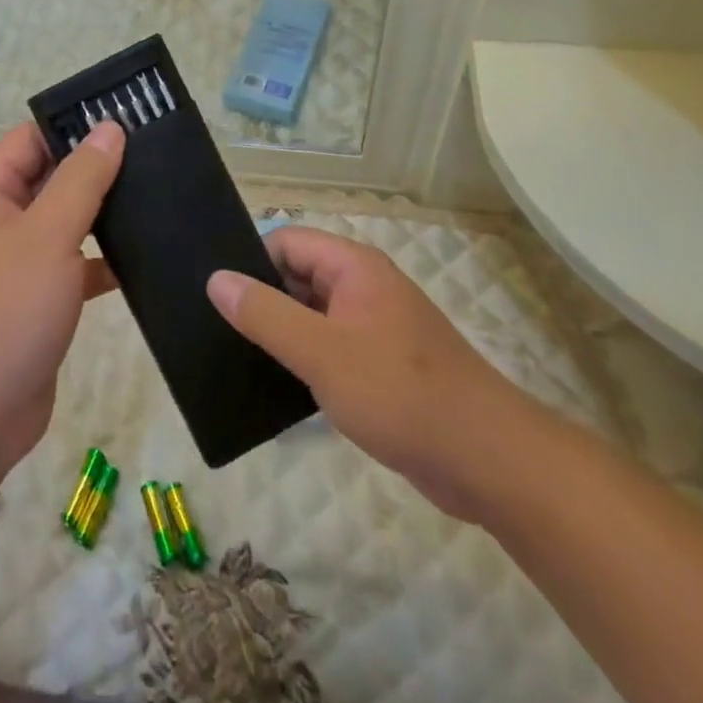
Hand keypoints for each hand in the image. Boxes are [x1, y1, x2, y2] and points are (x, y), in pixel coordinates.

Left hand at [0, 124, 122, 494]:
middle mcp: (1, 221)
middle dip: (97, 166)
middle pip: (52, 177)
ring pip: (67, 220)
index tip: (125, 117)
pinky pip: (76, 263)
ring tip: (158, 193)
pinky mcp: (41, 299)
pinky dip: (105, 259)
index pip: (31, 139)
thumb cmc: (4, 312)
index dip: (72, 125)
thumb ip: (82, 180)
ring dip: (105, 212)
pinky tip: (146, 255)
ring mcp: (20, 262)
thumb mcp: (47, 236)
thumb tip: (109, 128)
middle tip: (154, 152)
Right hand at [207, 227, 542, 521]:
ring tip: (235, 358)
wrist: (487, 460)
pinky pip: (331, 348)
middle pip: (298, 276)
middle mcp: (364, 286)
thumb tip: (217, 279)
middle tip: (215, 329)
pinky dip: (305, 361)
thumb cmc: (399, 393)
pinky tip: (277, 388)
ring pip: (313, 316)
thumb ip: (266, 314)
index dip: (250, 262)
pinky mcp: (383, 366)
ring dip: (282, 334)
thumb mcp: (321, 352)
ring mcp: (376, 327)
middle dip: (262, 300)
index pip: (286, 242)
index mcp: (353, 266)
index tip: (215, 295)